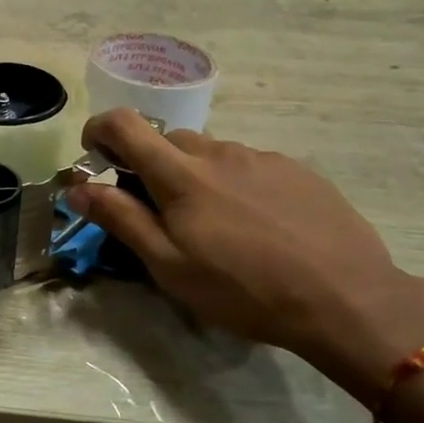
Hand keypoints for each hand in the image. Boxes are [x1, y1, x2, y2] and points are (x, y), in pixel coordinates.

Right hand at [65, 109, 423, 402]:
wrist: (346, 298)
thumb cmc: (243, 289)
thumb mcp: (169, 265)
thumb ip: (119, 219)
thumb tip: (77, 186)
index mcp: (180, 174)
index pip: (124, 125)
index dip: (99, 130)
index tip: (95, 156)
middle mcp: (218, 152)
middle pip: (168, 139)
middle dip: (150, 164)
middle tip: (158, 211)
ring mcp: (262, 157)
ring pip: (210, 153)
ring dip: (194, 175)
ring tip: (214, 225)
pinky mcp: (297, 170)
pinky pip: (248, 165)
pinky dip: (234, 183)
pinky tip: (256, 225)